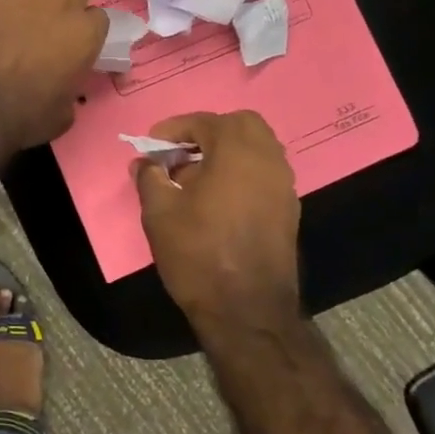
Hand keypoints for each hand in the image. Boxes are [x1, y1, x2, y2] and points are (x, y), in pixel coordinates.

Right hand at [134, 111, 300, 330]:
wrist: (247, 311)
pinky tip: (217, 199)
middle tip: (182, 151)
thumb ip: (150, 177)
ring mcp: (283, 186)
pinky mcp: (288, 211)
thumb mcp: (159, 212)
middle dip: (209, 131)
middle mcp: (268, 159)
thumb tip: (146, 163)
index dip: (174, 128)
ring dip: (228, 151)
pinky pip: (264, 174)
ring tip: (196, 176)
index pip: (204, 122)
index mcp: (237, 150)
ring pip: (258, 149)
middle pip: (242, 125)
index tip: (153, 145)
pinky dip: (242, 173)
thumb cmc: (199, 253)